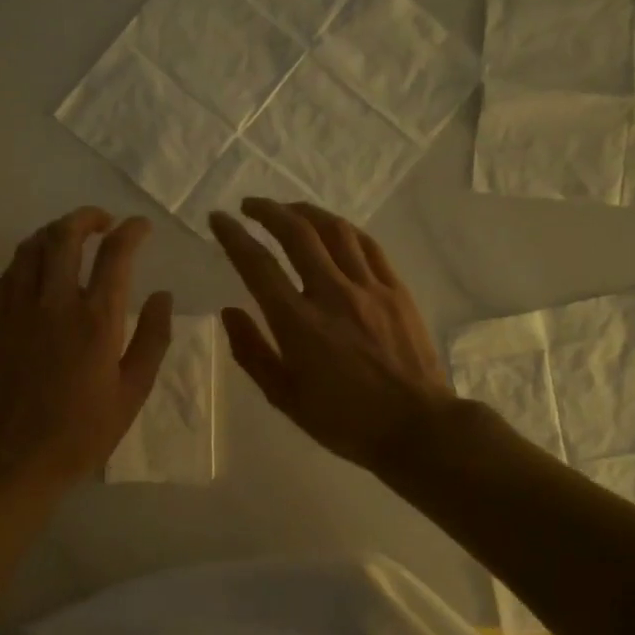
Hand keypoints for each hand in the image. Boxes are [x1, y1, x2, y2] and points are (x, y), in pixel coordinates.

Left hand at [0, 207, 172, 491]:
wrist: (17, 455)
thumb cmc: (83, 430)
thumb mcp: (133, 392)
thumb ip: (152, 338)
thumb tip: (164, 295)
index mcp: (97, 320)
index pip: (115, 254)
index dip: (131, 231)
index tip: (141, 226)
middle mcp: (56, 302)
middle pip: (66, 235)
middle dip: (87, 217)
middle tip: (104, 221)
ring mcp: (20, 308)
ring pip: (33, 246)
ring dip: (55, 231)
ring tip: (72, 236)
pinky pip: (11, 270)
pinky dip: (29, 255)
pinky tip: (39, 264)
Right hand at [209, 198, 456, 474]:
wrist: (417, 427)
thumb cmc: (344, 421)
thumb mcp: (285, 397)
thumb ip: (252, 352)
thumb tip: (229, 312)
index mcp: (297, 323)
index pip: (257, 265)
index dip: (233, 236)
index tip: (218, 219)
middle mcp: (331, 294)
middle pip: (296, 233)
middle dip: (268, 211)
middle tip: (249, 206)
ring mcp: (368, 288)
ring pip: (334, 230)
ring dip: (305, 212)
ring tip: (288, 210)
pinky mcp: (396, 290)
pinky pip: (367, 245)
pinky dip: (343, 229)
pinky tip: (333, 229)